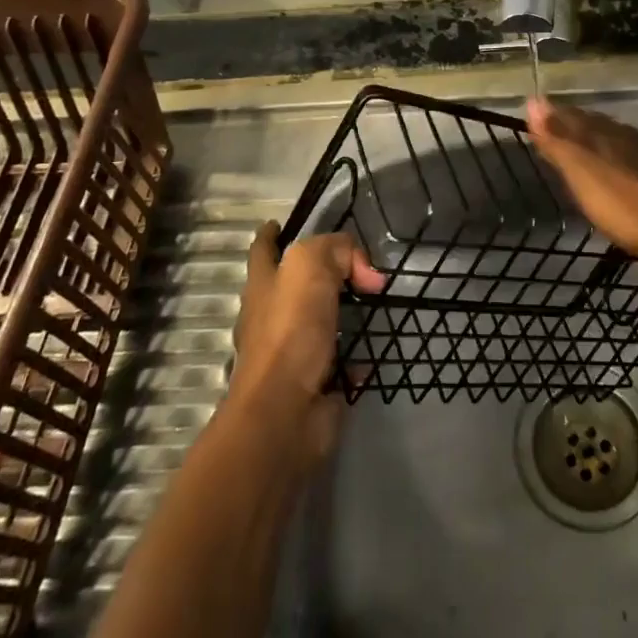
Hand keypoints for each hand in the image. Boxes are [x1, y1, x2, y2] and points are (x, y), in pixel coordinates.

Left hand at [231, 223, 384, 463]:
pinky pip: (341, 364)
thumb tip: (365, 273)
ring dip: (342, 316)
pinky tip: (374, 352)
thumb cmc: (290, 330)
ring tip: (373, 302)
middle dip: (318, 275)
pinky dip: (357, 359)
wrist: (285, 412)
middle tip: (353, 266)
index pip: (263, 250)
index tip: (278, 224)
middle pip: (293, 287)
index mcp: (264, 287)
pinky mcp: (315, 386)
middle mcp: (272, 318)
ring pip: (319, 325)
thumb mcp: (311, 266)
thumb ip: (338, 252)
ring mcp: (292, 355)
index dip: (270, 235)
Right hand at [526, 99, 637, 273]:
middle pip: (591, 123)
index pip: (570, 116)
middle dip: (570, 121)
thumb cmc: (624, 206)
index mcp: (601, 136)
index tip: (532, 113)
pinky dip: (613, 151)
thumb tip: (534, 100)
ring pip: (611, 135)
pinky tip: (615, 160)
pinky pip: (628, 151)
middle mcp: (622, 137)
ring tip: (579, 139)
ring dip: (592, 134)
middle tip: (552, 123)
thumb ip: (558, 140)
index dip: (551, 115)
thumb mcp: (582, 174)